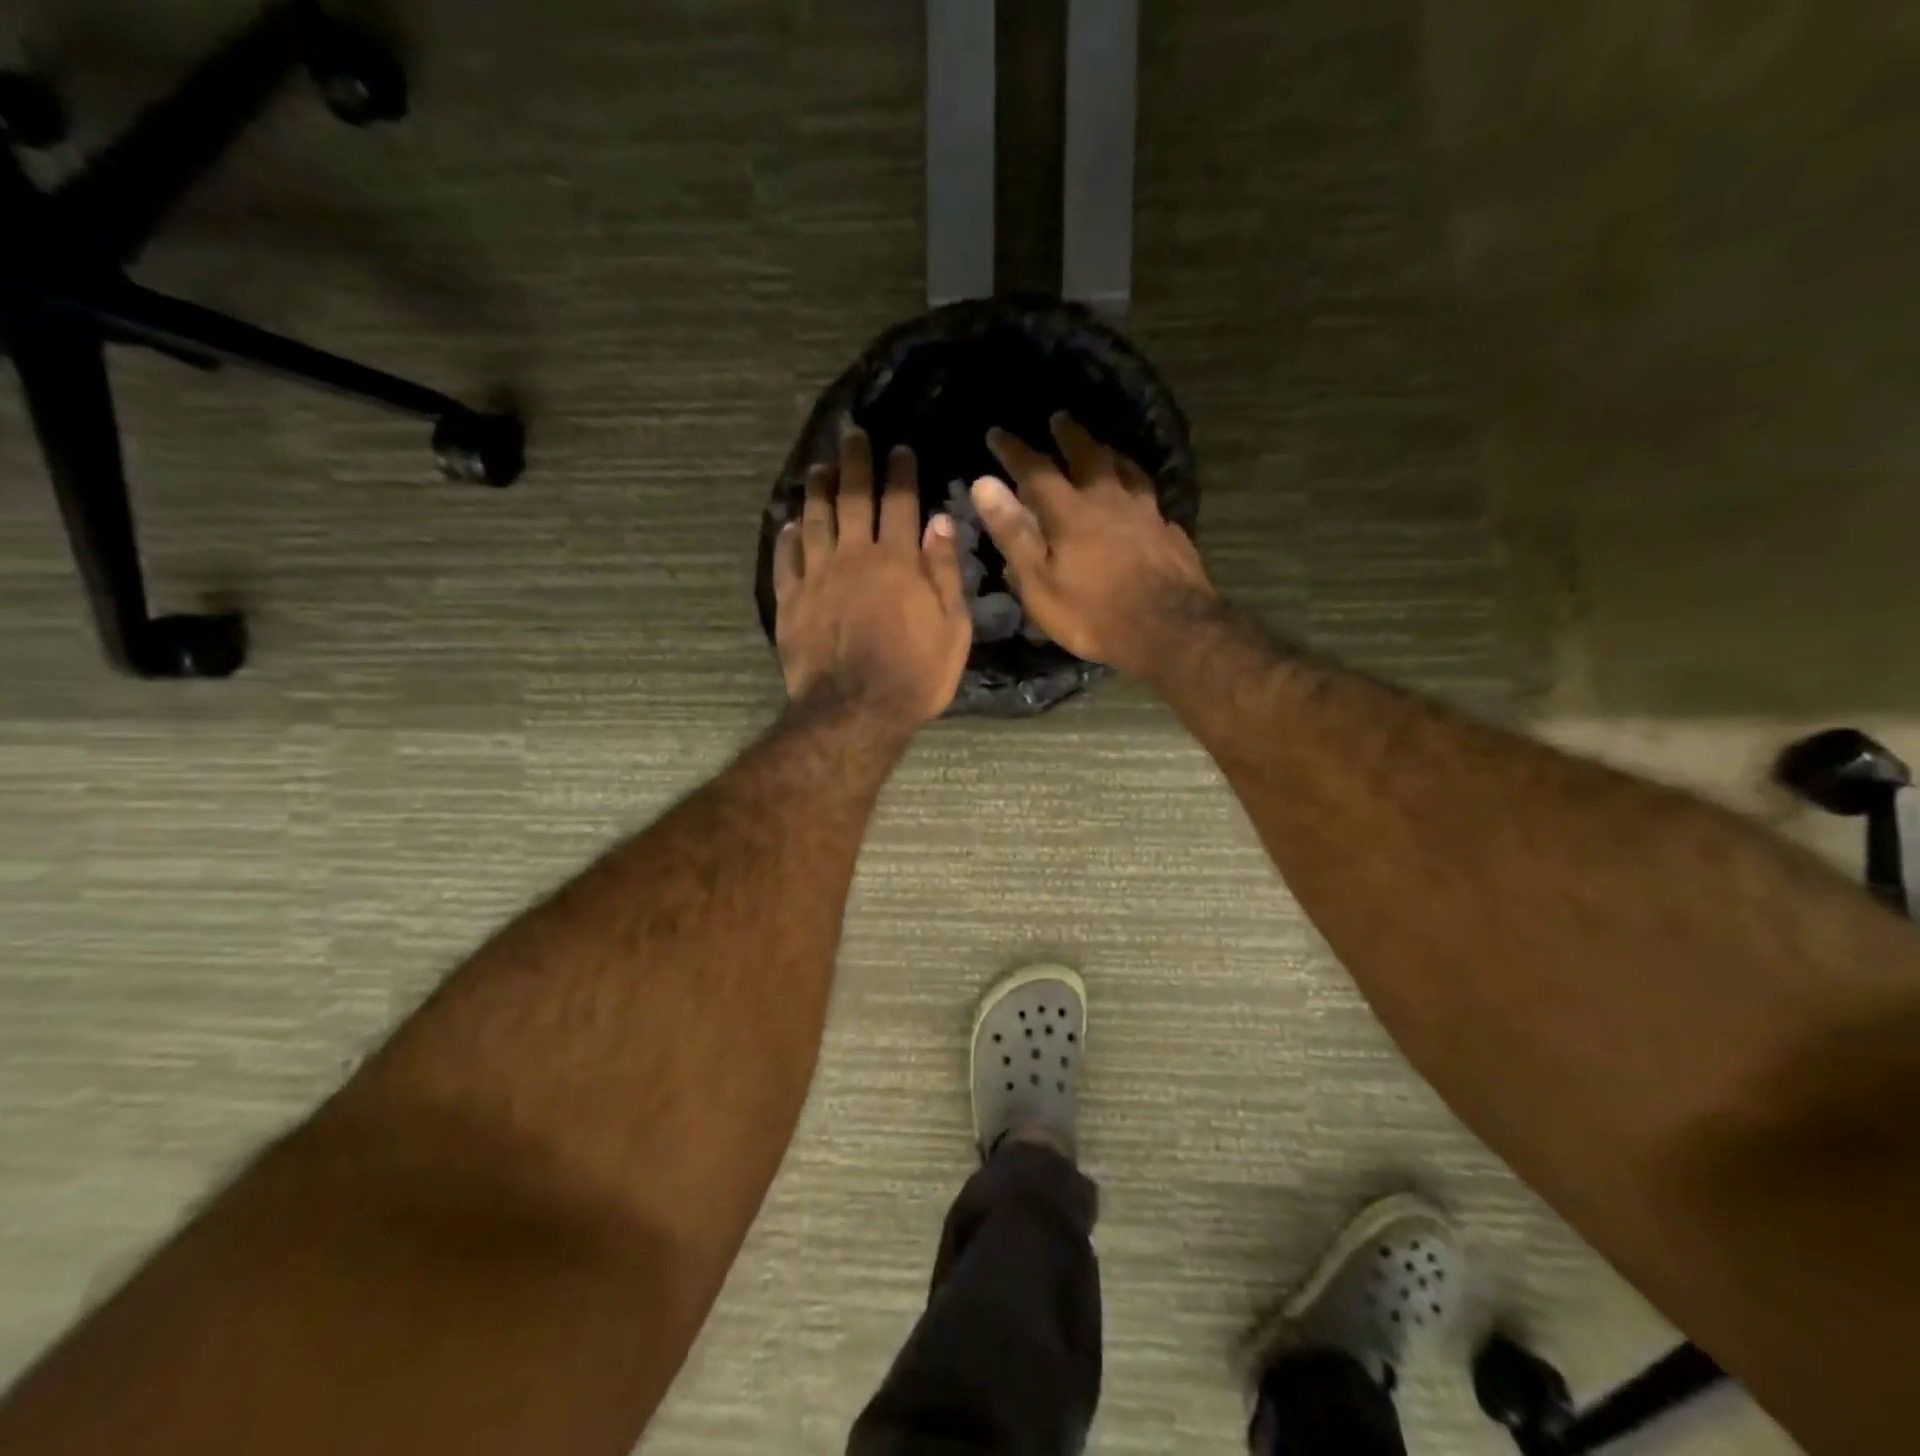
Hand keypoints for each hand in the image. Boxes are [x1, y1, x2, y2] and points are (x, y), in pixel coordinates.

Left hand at [774, 427, 971, 725]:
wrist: (855, 712)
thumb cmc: (916, 675)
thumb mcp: (952, 629)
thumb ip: (945, 572)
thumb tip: (940, 520)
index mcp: (899, 561)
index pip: (900, 501)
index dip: (900, 471)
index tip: (899, 448)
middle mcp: (855, 556)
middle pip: (852, 497)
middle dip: (854, 462)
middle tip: (852, 434)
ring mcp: (817, 577)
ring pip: (815, 519)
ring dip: (818, 490)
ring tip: (819, 467)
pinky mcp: (791, 600)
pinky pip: (786, 558)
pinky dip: (788, 537)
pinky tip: (790, 523)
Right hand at [969, 414, 1214, 676]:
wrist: (1171, 631)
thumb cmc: (1094, 614)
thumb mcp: (1040, 583)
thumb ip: (1014, 533)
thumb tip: (985, 484)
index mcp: (1071, 512)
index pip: (1036, 470)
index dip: (1014, 451)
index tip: (997, 433)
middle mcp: (1110, 500)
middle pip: (1089, 455)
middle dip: (1070, 435)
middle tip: (1060, 418)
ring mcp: (1146, 513)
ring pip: (1126, 469)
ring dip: (1109, 453)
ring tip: (1102, 446)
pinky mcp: (1170, 531)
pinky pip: (1150, 497)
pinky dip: (1137, 486)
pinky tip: (1140, 496)